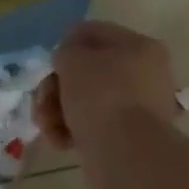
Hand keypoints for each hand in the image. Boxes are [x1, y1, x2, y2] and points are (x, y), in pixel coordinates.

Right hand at [36, 21, 184, 151]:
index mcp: (140, 47)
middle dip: (59, 85)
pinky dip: (74, 131)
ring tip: (46, 125)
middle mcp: (146, 75)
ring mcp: (139, 109)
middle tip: (42, 100)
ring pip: (88, 100)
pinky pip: (95, 125)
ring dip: (60, 110)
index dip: (66, 44)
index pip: (94, 33)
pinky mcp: (129, 139)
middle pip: (89, 70)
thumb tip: (69, 62)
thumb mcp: (73, 59)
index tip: (49, 63)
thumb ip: (65, 51)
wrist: (126, 156)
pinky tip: (60, 141)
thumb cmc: (101, 96)